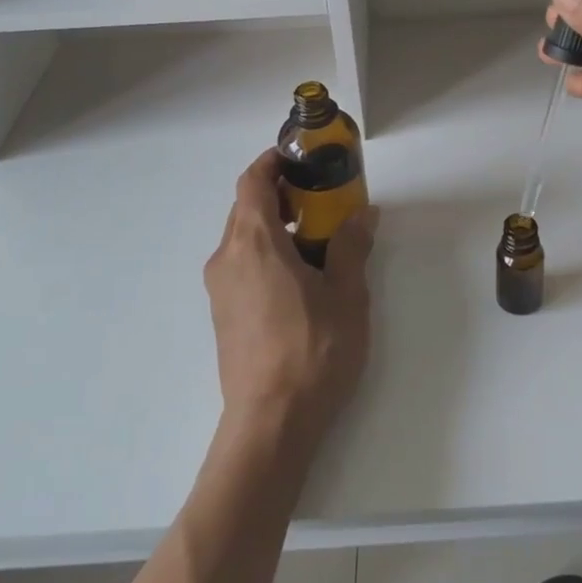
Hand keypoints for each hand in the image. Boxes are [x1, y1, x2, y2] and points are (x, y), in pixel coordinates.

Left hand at [204, 150, 377, 450]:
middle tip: (320, 198)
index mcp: (254, 243)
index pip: (252, 182)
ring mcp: (220, 288)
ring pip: (242, 237)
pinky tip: (299, 278)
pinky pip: (241, 264)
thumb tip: (362, 214)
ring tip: (316, 239)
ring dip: (274, 225)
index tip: (301, 160)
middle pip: (246, 208)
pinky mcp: (222, 314)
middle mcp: (227, 258)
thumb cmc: (313, 351)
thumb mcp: (346, 295)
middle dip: (280, 194)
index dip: (273, 162)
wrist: (270, 422)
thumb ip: (351, 247)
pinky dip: (266, 253)